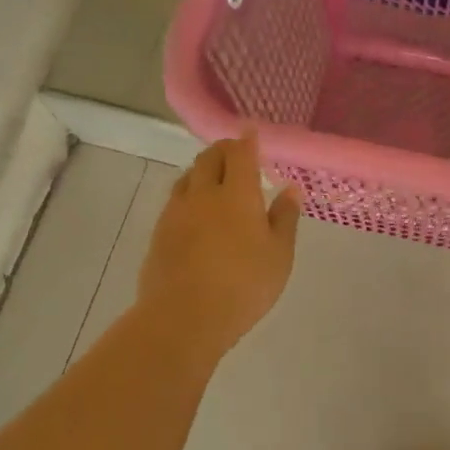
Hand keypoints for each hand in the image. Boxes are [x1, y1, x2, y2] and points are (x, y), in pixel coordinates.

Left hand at [137, 134, 299, 357]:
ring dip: (203, 170)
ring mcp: (176, 212)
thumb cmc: (243, 286)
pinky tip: (196, 212)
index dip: (247, 139)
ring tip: (215, 180)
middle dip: (223, 150)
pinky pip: (175, 200)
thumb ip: (285, 219)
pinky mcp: (159, 233)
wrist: (183, 318)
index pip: (240, 153)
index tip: (251, 132)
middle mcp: (203, 194)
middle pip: (209, 158)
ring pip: (188, 177)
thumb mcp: (279, 256)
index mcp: (237, 194)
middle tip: (236, 155)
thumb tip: (290, 189)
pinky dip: (189, 194)